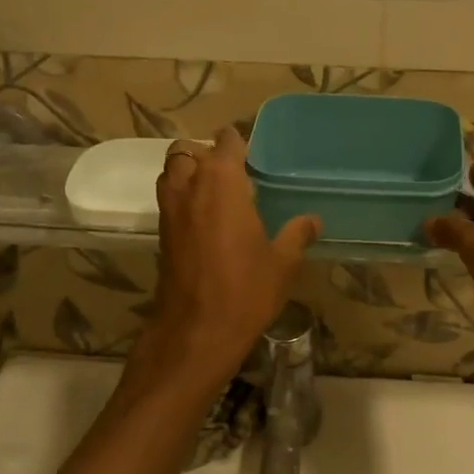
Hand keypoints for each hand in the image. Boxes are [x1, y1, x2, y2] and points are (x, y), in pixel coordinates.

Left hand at [142, 129, 320, 380]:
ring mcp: (170, 210)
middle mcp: (189, 186)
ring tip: (217, 193)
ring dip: (189, 173)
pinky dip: (183, 198)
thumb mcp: (282, 263)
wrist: (197, 331)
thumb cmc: (245, 290)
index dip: (239, 142)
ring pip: (171, 172)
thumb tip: (312, 220)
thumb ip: (296, 234)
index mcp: (221, 182)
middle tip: (232, 173)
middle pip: (187, 150)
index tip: (255, 155)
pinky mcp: (161, 234)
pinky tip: (208, 220)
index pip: (225, 141)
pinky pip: (169, 200)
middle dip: (206, 154)